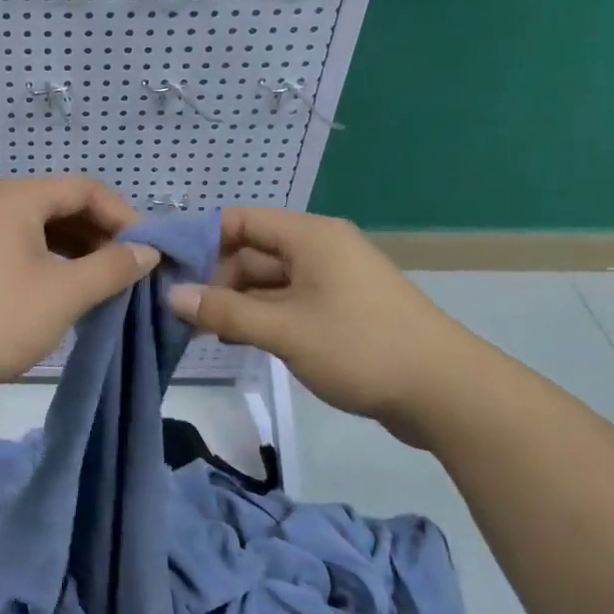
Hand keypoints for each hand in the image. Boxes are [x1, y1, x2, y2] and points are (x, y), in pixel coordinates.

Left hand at [0, 177, 160, 395]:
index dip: (123, 215)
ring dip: (78, 252)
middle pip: (62, 205)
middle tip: (131, 269)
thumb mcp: (65, 292)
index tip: (148, 250)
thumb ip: (112, 267)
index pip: (85, 188)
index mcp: (18, 197)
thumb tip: (147, 251)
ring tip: (105, 283)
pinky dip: (52, 264)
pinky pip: (22, 249)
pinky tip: (68, 291)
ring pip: (42, 230)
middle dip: (101, 235)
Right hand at [165, 206, 476, 444]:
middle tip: (179, 310)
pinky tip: (238, 338)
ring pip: (269, 281)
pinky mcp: (341, 310)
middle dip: (216, 278)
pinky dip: (263, 316)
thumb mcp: (284, 329)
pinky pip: (289, 302)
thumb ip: (225, 311)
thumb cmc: (360, 347)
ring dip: (237, 302)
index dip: (202, 238)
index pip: (241, 220)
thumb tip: (172, 295)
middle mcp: (320, 249)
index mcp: (310, 237)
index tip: (167, 267)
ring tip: (201, 328)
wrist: (446, 392)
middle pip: (253, 252)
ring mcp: (332, 281)